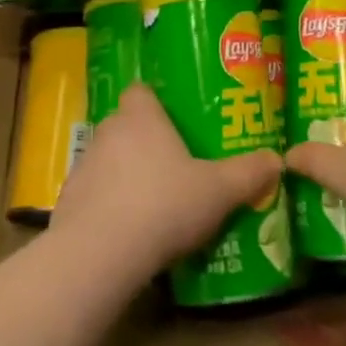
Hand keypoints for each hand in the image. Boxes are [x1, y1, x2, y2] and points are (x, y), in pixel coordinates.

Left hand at [53, 84, 281, 280]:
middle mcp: (107, 131)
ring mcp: (83, 166)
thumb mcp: (217, 191)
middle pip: (126, 125)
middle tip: (174, 165)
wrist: (98, 255)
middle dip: (146, 142)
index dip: (156, 103)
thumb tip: (278, 159)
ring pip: (108, 161)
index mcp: (140, 116)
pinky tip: (127, 234)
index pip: (141, 90)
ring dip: (124, 176)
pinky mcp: (67, 203)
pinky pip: (92, 196)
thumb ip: (248, 173)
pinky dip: (107, 208)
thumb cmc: (162, 205)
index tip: (175, 122)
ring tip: (153, 204)